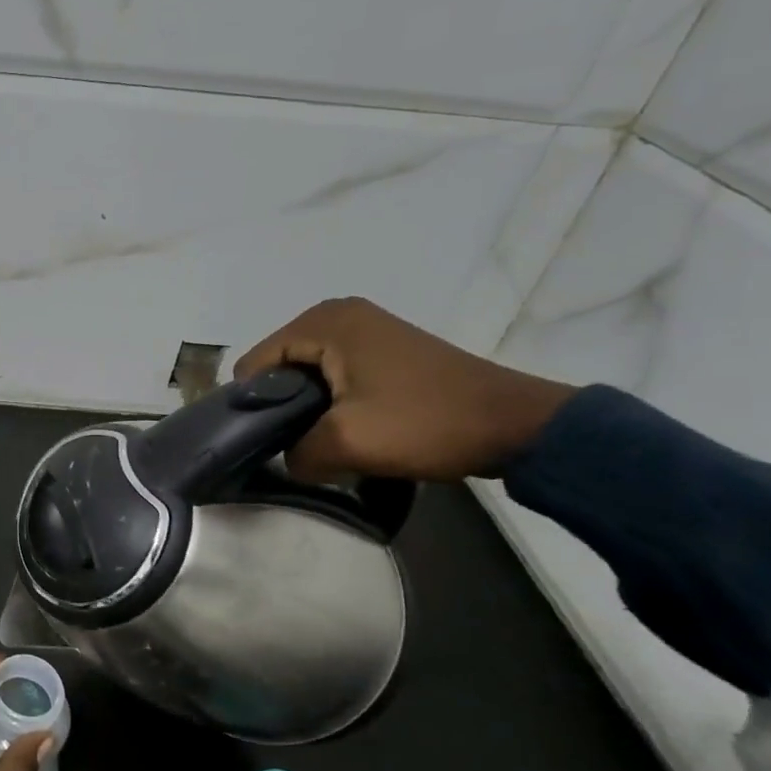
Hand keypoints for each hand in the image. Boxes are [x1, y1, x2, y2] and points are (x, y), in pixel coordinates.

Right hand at [233, 297, 574, 482]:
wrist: (518, 425)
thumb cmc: (425, 422)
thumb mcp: (347, 443)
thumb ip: (296, 452)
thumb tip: (287, 458)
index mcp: (322, 322)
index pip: (255, 363)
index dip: (253, 405)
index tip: (269, 441)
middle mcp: (338, 313)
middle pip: (279, 364)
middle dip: (282, 404)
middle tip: (300, 442)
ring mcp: (365, 326)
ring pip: (307, 371)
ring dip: (308, 405)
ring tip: (325, 438)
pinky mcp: (385, 346)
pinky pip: (334, 370)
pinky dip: (332, 398)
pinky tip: (350, 425)